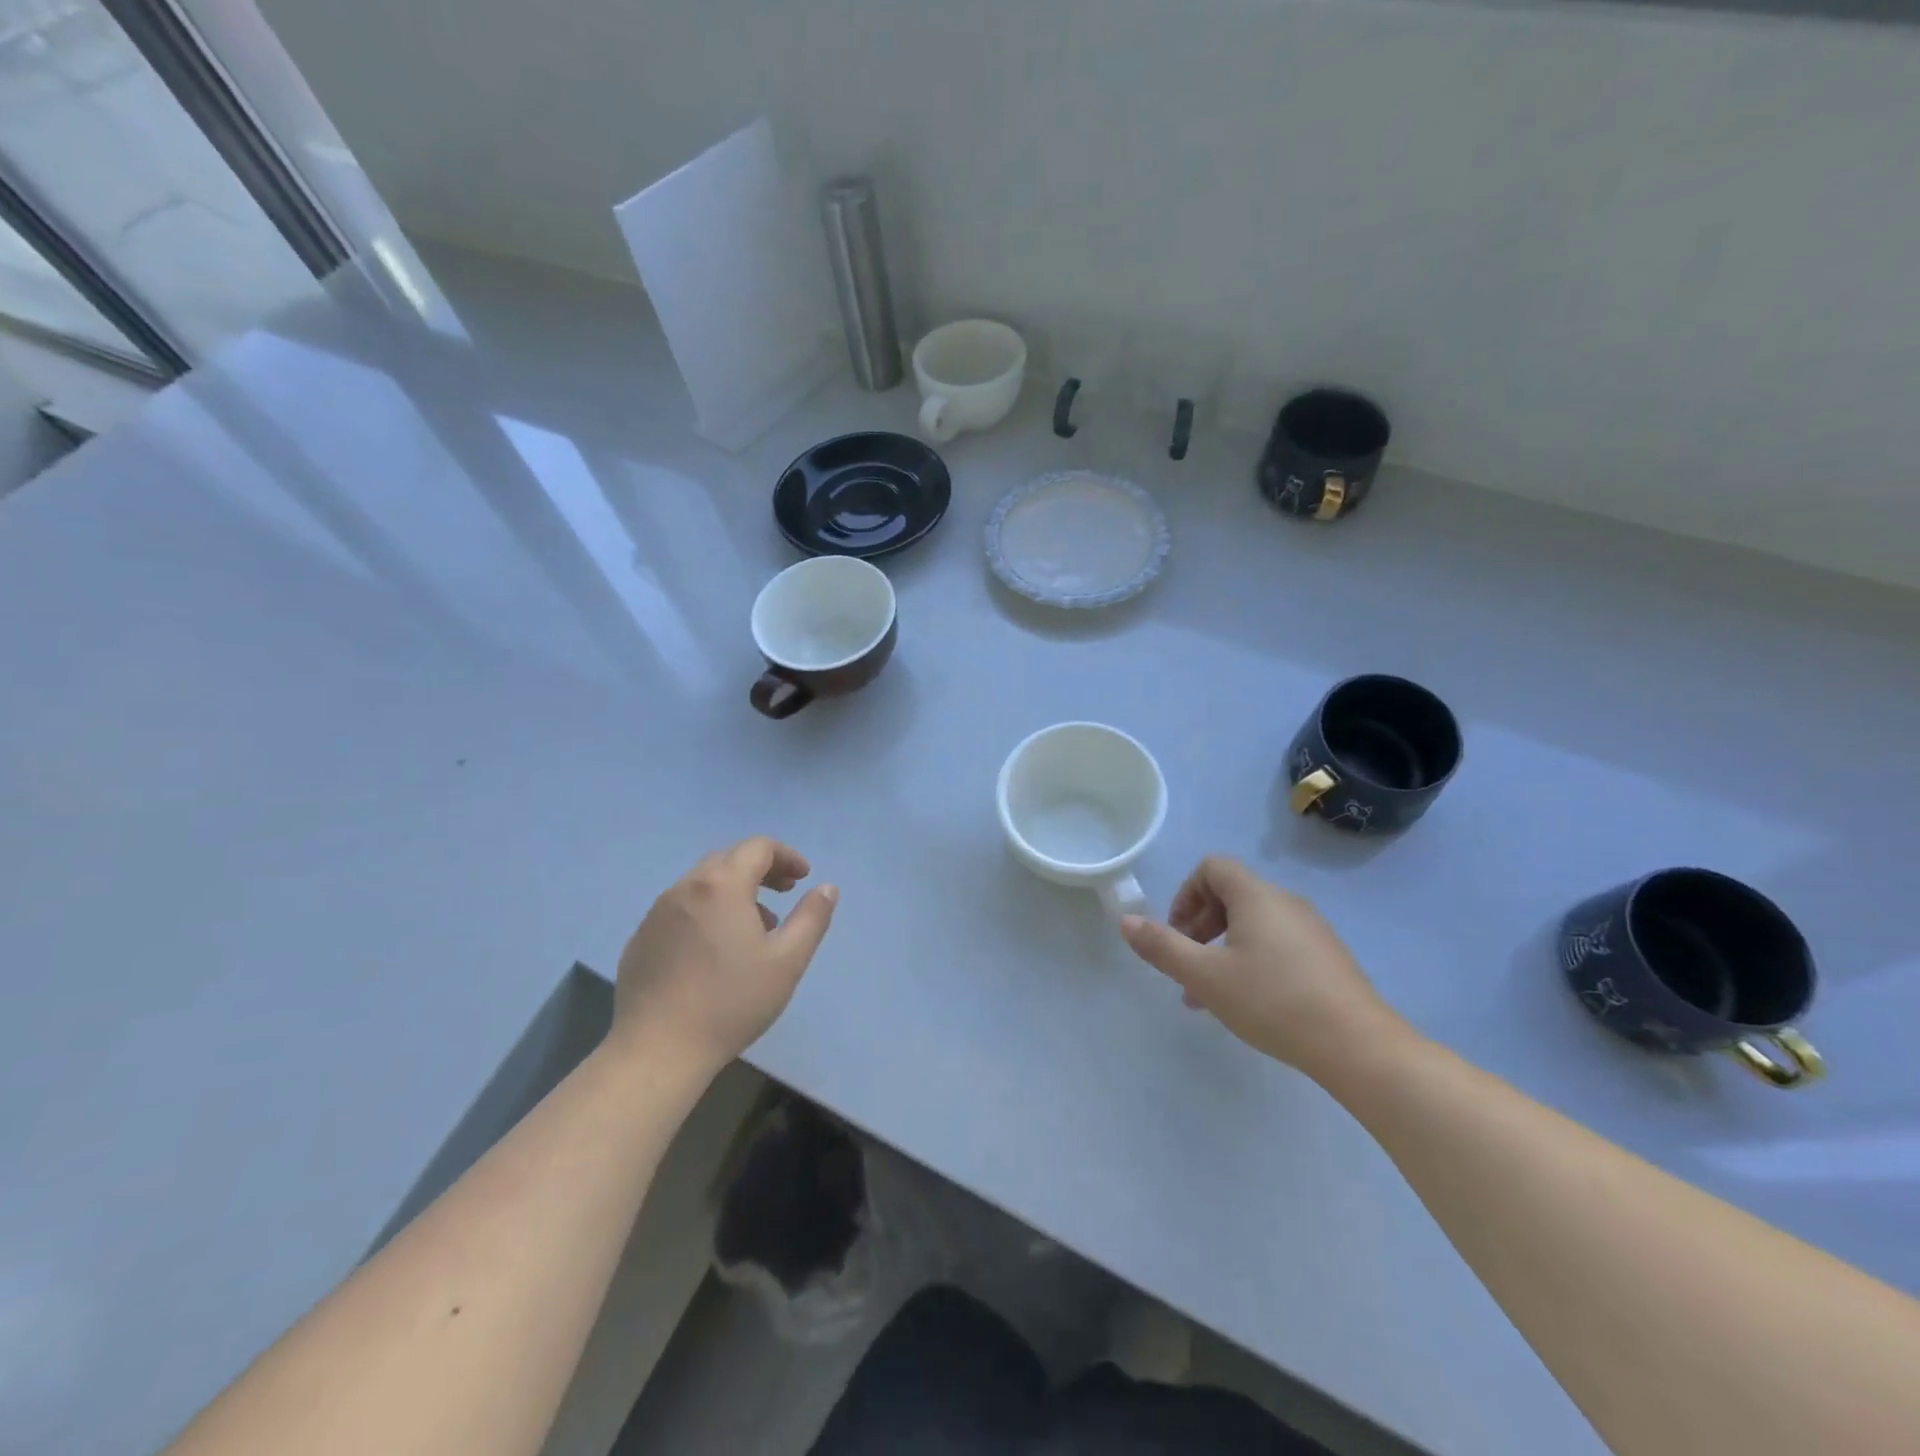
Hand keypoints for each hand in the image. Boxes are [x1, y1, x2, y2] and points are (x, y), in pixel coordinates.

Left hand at [612, 838, 837, 1075]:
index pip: (758, 848)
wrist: (657, 1050)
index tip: (804, 878)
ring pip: (702, 884)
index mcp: (722, 885)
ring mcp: (657, 913)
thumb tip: (826, 887)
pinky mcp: (641, 939)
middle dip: (761, 869)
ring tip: (755, 926)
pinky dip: (707, 911)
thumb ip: (812, 918)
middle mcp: (685, 887)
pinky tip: (715, 950)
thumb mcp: (788, 961)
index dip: (787, 856)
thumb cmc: (731, 1002)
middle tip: (785, 893)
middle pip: (728, 859)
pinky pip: (681, 909)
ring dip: (734, 891)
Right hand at [1120, 856, 1408, 1080]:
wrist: (1358, 1046)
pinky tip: (1252, 1003)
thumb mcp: (1205, 976)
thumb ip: (1162, 947)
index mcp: (1257, 896)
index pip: (1213, 868)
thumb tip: (1126, 921)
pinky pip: (1279, 943)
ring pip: (1254, 924)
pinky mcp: (1328, 957)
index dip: (1186, 894)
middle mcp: (1286, 902)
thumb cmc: (1273, 1001)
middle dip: (1201, 926)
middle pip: (1232, 895)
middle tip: (1189, 966)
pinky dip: (1253, 959)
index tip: (1178, 932)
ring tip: (1212, 995)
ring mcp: (1313, 929)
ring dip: (1224, 948)